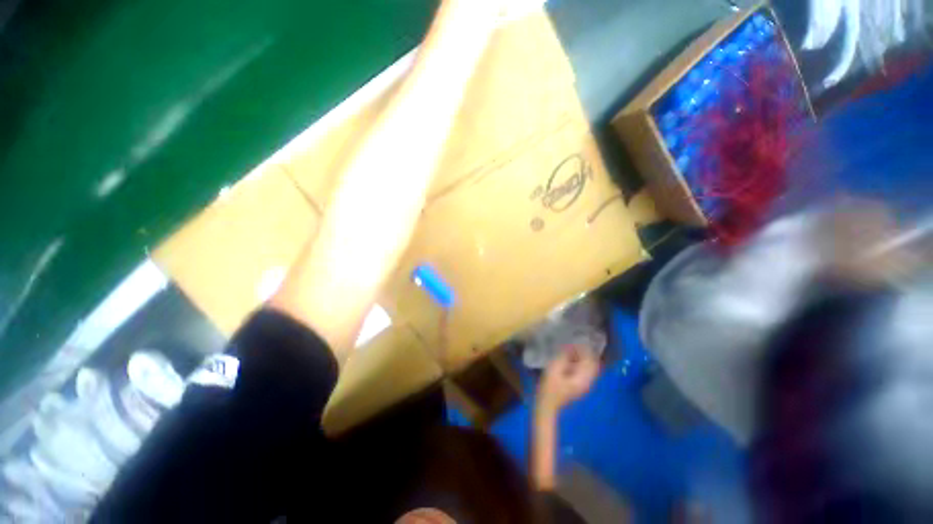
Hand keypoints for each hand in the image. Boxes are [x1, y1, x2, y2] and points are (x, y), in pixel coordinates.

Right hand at [537, 345, 599, 414]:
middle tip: (574, 341)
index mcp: (583, 377)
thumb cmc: (549, 388)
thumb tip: (570, 346)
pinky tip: (570, 358)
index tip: (576, 338)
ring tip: (571, 347)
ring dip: (583, 356)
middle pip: (592, 362)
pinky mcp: (579, 385)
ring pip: (589, 366)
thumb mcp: (554, 368)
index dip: (584, 347)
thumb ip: (563, 356)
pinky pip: (584, 370)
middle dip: (585, 351)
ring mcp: (584, 384)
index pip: (590, 359)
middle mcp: (588, 381)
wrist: (547, 406)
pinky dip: (580, 362)